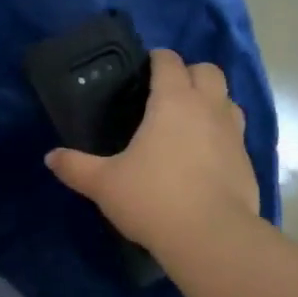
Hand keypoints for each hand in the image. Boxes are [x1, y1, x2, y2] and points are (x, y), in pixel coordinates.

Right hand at [46, 49, 259, 256]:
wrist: (210, 237)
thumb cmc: (153, 199)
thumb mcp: (104, 184)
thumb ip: (76, 167)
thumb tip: (50, 157)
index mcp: (173, 101)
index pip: (169, 62)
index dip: (157, 59)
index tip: (144, 69)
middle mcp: (209, 108)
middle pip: (208, 71)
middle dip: (189, 74)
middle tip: (167, 94)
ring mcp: (233, 134)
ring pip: (228, 100)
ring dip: (211, 102)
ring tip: (189, 122)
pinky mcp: (247, 162)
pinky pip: (235, 135)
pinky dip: (220, 136)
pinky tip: (203, 159)